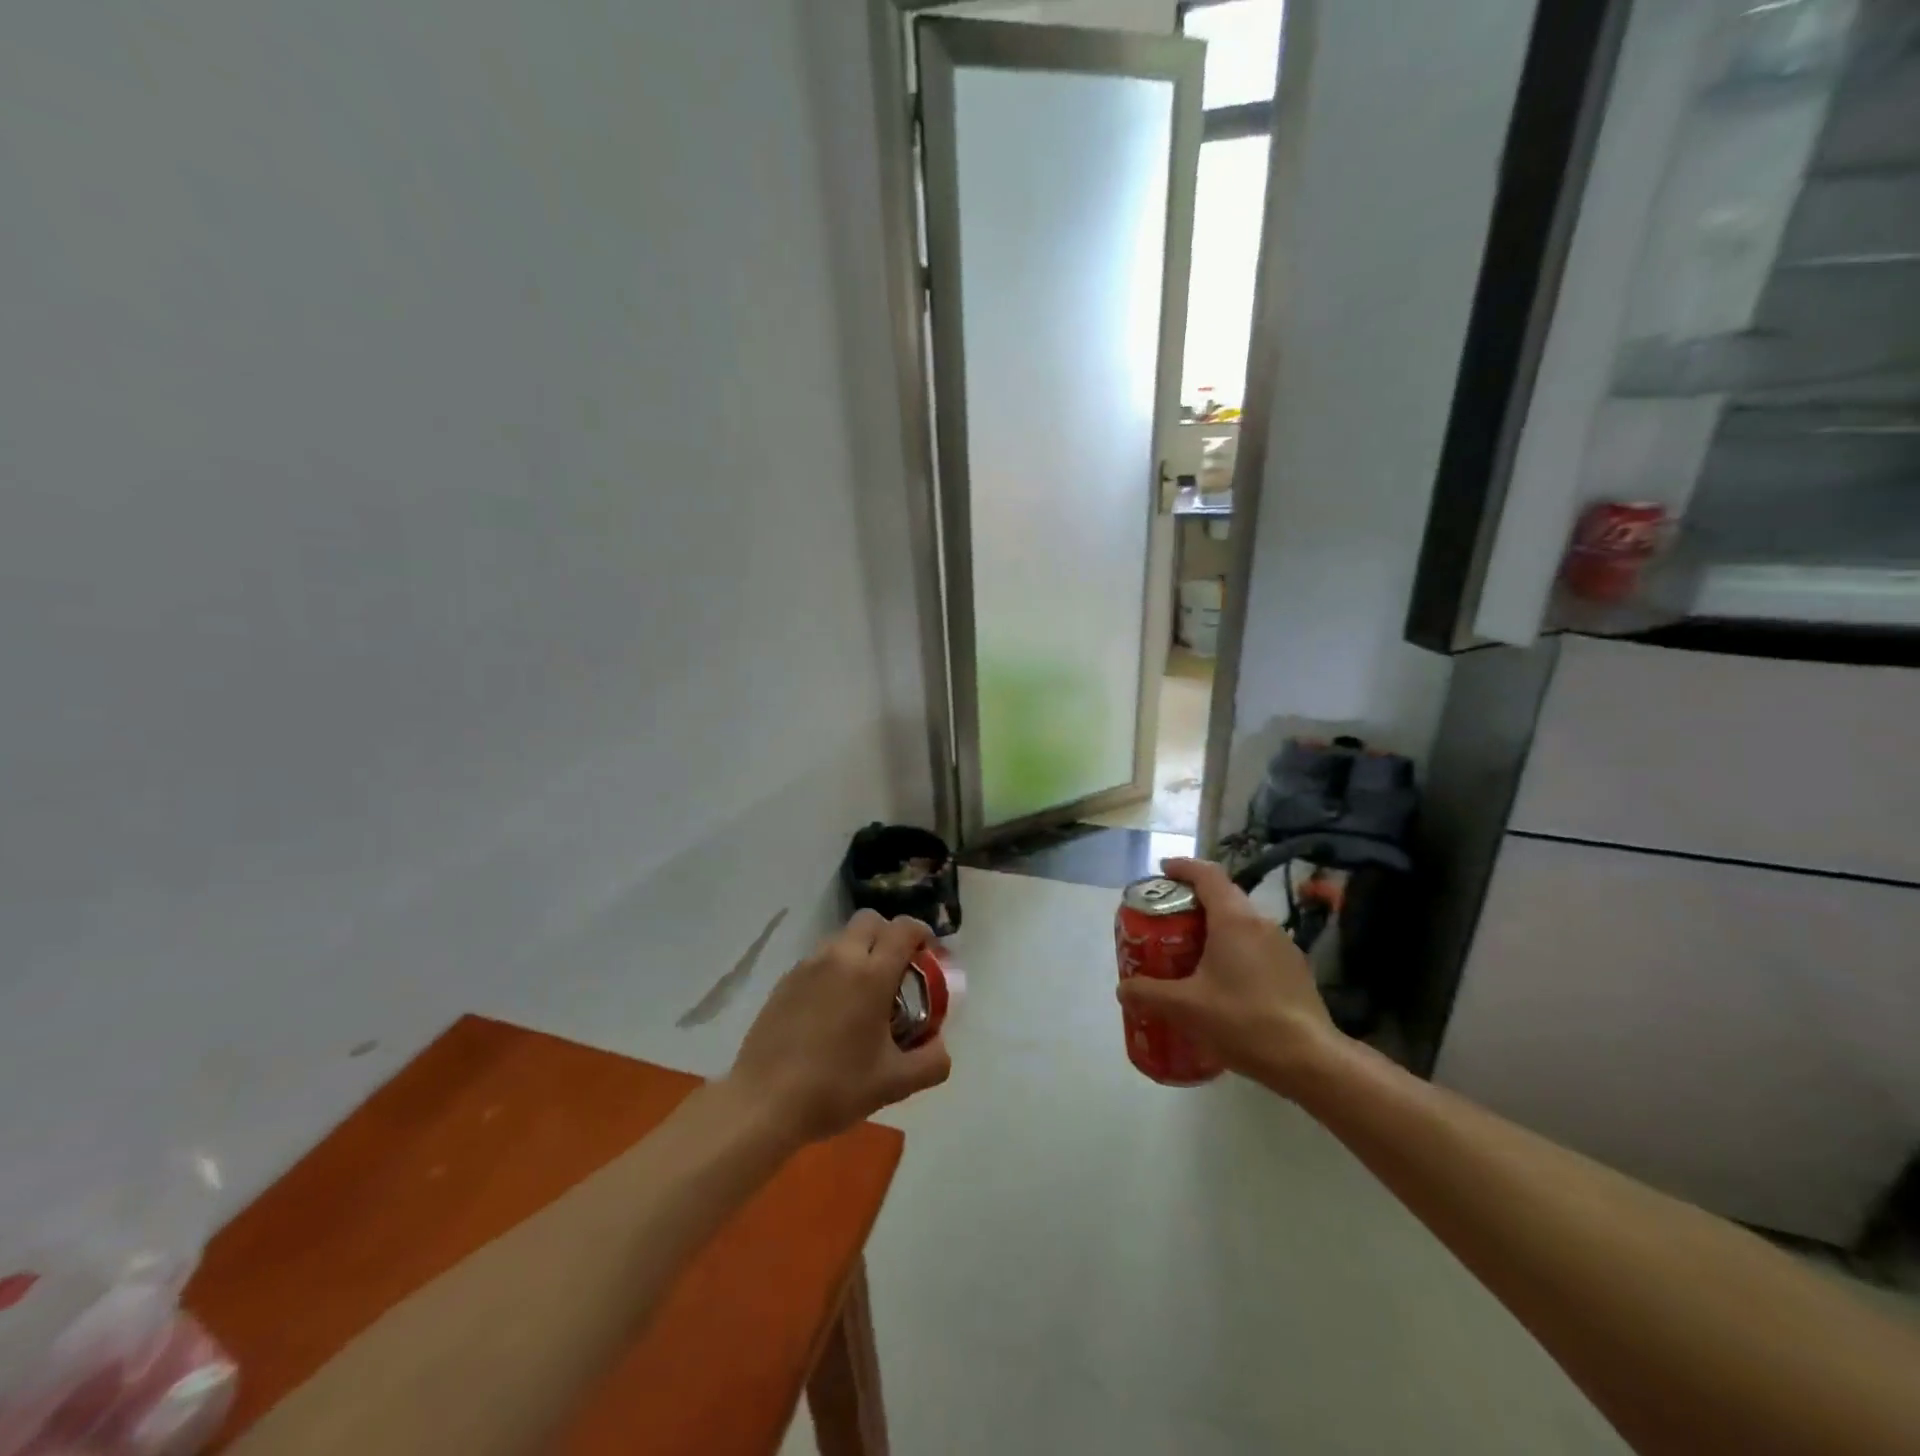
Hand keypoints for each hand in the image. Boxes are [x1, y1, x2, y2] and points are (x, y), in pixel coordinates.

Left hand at [727, 910, 952, 1144]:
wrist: (763, 1103)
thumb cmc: (835, 1088)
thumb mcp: (895, 1083)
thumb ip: (931, 1062)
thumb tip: (941, 1046)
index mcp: (872, 974)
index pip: (904, 928)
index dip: (922, 933)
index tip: (929, 954)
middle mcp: (840, 957)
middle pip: (871, 920)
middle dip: (889, 935)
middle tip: (898, 970)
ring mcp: (808, 966)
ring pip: (842, 937)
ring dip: (860, 950)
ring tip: (864, 991)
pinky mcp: (785, 980)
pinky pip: (818, 959)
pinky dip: (834, 968)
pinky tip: (832, 1008)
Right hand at [1116, 857, 1341, 1093]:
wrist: (1311, 1061)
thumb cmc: (1244, 1021)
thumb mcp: (1185, 1009)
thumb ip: (1149, 994)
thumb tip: (1123, 988)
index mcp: (1234, 920)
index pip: (1207, 875)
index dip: (1183, 867)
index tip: (1162, 870)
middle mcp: (1261, 923)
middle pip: (1223, 897)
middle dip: (1193, 902)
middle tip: (1166, 920)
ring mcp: (1283, 946)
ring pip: (1241, 924)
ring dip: (1215, 929)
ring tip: (1190, 953)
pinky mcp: (1295, 970)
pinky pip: (1256, 947)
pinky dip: (1234, 951)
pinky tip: (1223, 983)